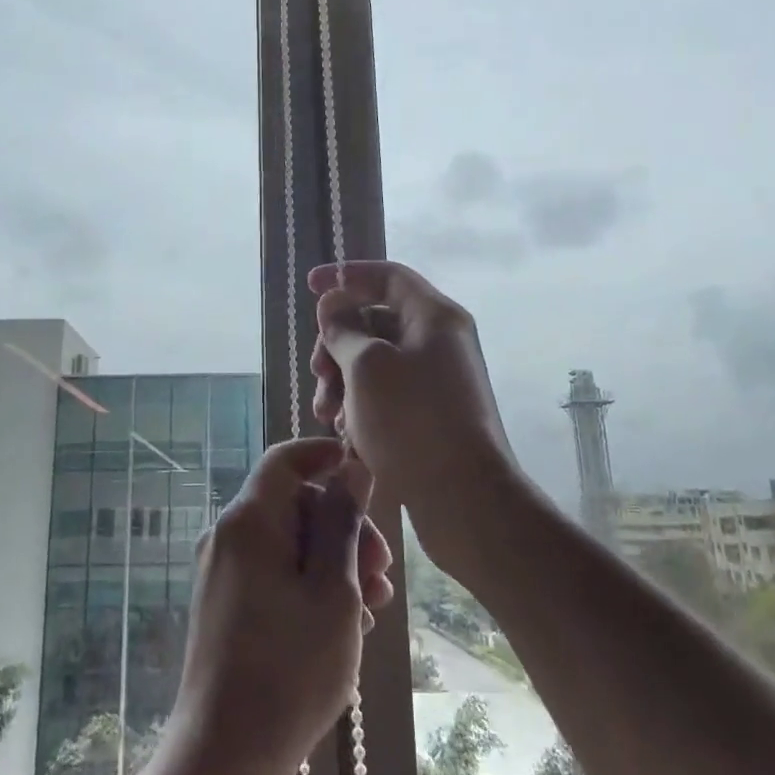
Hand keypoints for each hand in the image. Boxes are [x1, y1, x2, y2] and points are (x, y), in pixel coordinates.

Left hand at [159, 438, 393, 774]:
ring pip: (288, 542)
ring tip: (373, 606)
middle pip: (293, 504)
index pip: (285, 460)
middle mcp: (227, 537)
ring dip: (334, 562)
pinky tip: (344, 624)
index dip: (324, 455)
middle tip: (383, 572)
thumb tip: (351, 469)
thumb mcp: (333, 591)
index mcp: (249, 522)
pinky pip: (273, 573)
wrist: (224, 756)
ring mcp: (222, 573)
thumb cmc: (290, 670)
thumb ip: (343, 522)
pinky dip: (309, 584)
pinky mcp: (225, 605)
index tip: (364, 472)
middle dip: (343, 527)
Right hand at [309, 261, 520, 576]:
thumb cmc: (412, 421)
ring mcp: (437, 380)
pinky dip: (361, 405)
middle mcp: (440, 342)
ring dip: (342, 380)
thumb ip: (343, 329)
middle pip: (377, 321)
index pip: (387, 276)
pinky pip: (387, 394)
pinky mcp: (431, 415)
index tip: (310, 287)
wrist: (464, 498)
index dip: (346, 276)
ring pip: (376, 362)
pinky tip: (346, 432)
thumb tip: (334, 307)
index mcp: (434, 317)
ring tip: (327, 413)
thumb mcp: (366, 366)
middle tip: (317, 371)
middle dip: (337, 342)